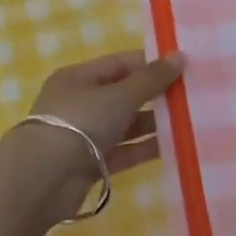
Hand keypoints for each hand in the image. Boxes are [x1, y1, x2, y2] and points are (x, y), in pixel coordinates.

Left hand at [8, 50, 186, 220]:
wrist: (43, 179)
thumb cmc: (80, 123)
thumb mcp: (119, 96)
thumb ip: (151, 79)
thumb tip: (180, 56)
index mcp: (79, 77)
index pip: (121, 64)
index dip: (151, 64)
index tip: (184, 67)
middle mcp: (80, 103)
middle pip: (124, 94)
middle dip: (156, 95)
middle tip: (193, 94)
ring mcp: (85, 135)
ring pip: (126, 124)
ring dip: (154, 123)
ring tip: (190, 120)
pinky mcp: (91, 163)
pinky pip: (124, 151)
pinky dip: (145, 148)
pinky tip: (174, 146)